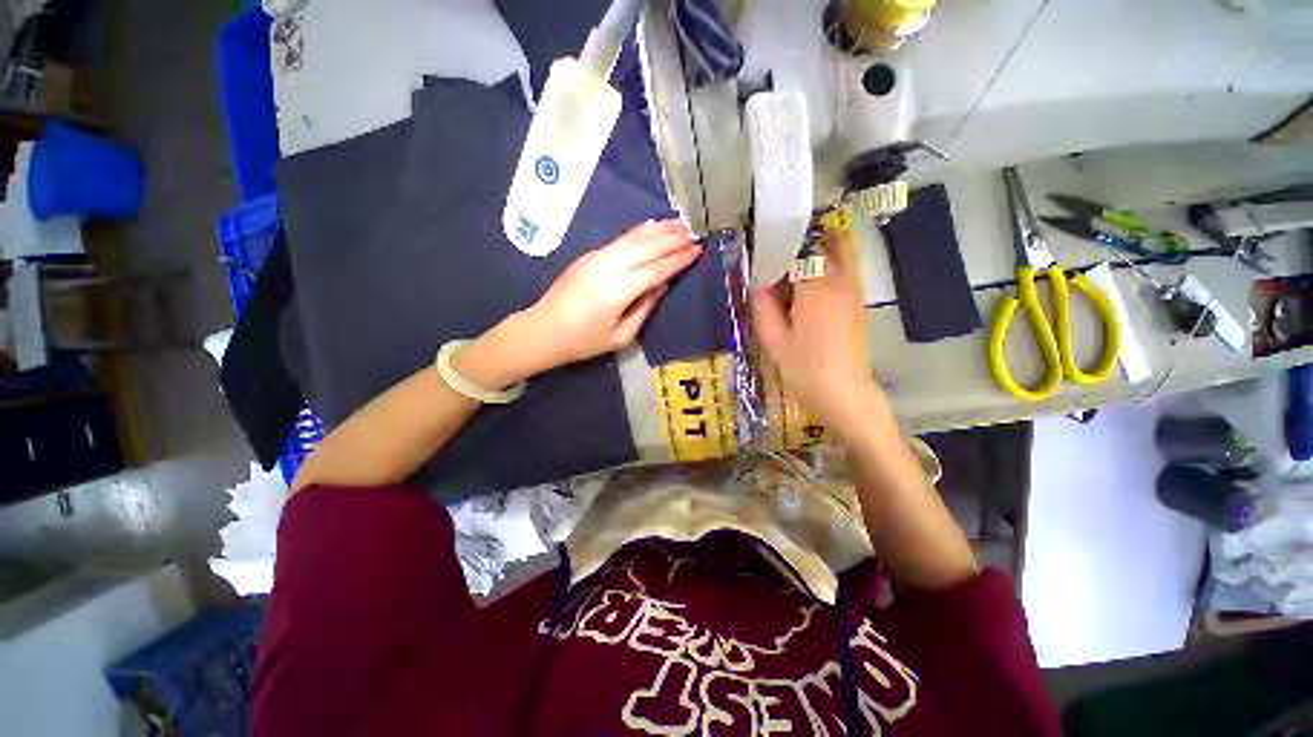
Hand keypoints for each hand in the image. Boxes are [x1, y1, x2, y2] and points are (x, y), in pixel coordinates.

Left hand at [522, 219, 700, 371]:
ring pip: (633, 238)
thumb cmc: (583, 341)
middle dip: (672, 239)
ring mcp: (596, 258)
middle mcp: (608, 267)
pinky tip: (651, 226)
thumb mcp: (620, 336)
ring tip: (680, 223)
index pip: (655, 269)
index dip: (678, 259)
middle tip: (695, 232)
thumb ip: (644, 308)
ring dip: (658, 229)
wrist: (542, 330)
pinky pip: (620, 240)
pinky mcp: (589, 255)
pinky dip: (639, 231)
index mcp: (617, 291)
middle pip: (646, 248)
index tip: (697, 250)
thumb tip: (662, 285)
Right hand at [751, 231, 879, 438]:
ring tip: (793, 273)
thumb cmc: (804, 368)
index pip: (801, 247)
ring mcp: (855, 291)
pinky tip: (809, 293)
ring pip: (842, 253)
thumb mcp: (773, 339)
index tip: (765, 250)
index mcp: (816, 287)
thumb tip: (757, 281)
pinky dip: (828, 269)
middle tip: (783, 255)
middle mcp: (841, 281)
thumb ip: (763, 305)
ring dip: (819, 253)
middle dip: (807, 240)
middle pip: (830, 240)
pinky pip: (845, 271)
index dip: (782, 244)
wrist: (844, 393)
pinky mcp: (860, 303)